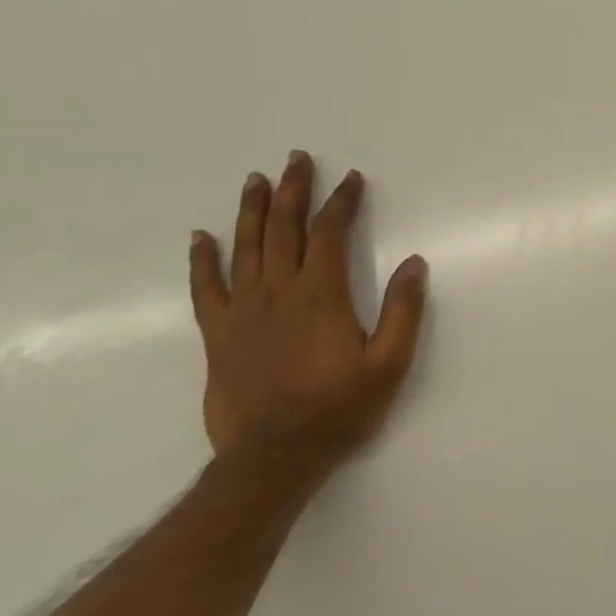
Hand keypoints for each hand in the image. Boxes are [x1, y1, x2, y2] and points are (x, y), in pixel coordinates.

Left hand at [189, 151, 427, 484]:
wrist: (274, 456)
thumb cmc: (339, 409)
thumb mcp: (389, 364)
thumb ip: (403, 311)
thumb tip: (415, 263)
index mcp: (321, 295)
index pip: (330, 233)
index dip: (341, 202)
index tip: (351, 178)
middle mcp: (278, 292)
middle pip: (284, 229)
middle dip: (293, 191)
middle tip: (297, 159)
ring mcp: (243, 311)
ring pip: (245, 248)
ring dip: (252, 210)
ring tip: (255, 180)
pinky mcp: (219, 334)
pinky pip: (207, 288)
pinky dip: (203, 260)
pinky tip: (200, 238)